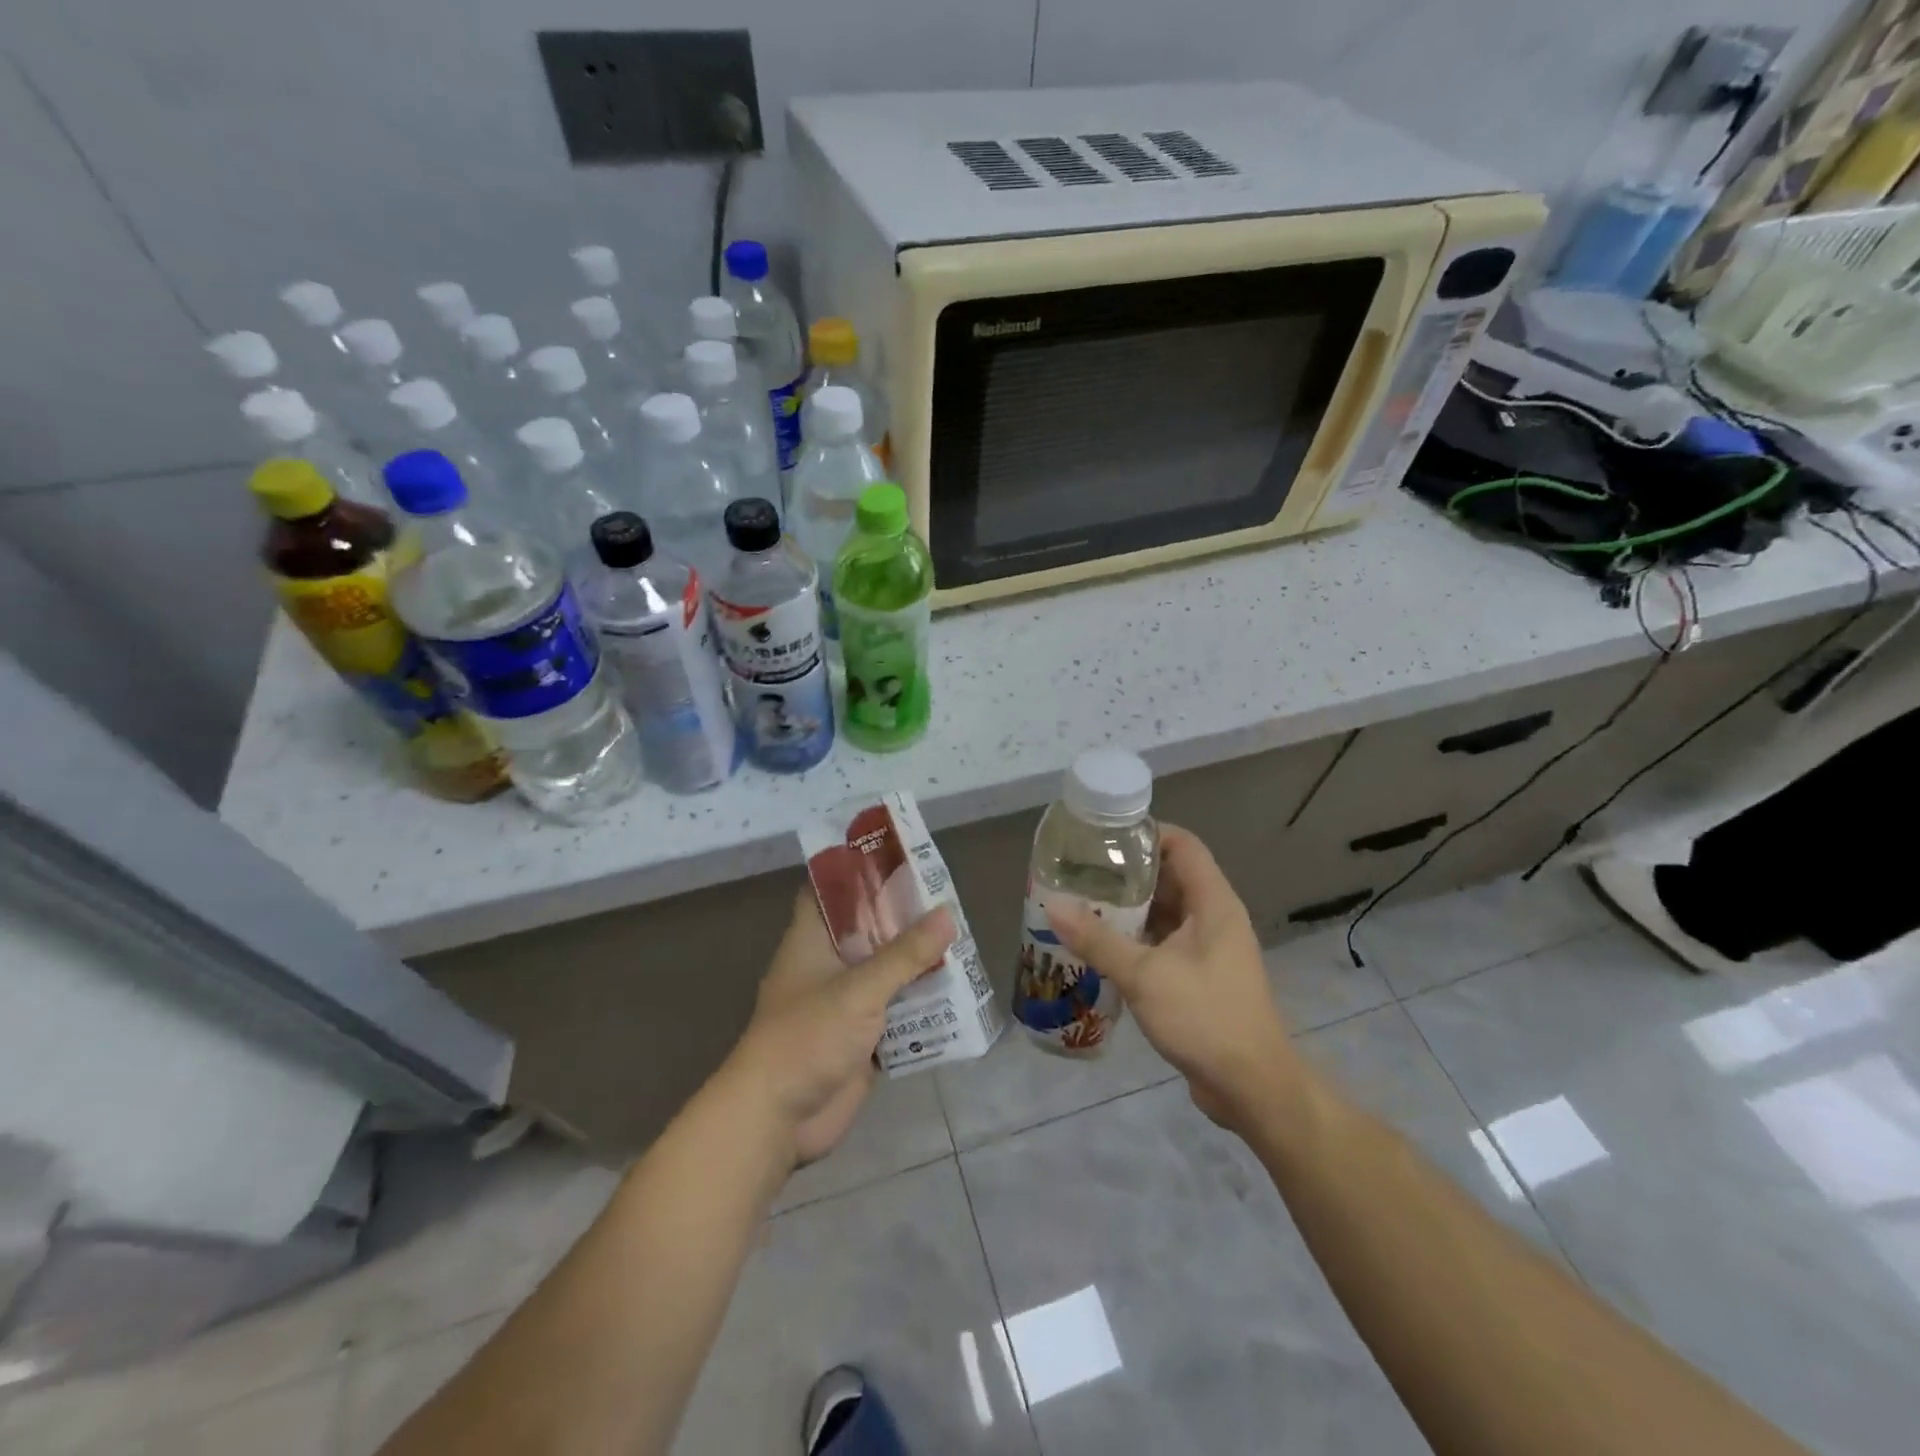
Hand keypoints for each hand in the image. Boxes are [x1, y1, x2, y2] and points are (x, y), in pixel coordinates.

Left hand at [726, 890, 954, 1166]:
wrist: (777, 1119)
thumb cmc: (807, 1037)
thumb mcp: (859, 989)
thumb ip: (904, 954)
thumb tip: (947, 914)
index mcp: (812, 940)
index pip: (830, 890)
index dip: (859, 871)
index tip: (899, 856)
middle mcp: (828, 965)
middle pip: (868, 930)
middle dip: (903, 918)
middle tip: (948, 899)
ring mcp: (844, 1003)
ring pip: (885, 971)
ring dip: (916, 962)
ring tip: (960, 940)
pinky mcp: (860, 1038)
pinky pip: (895, 1011)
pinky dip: (920, 1003)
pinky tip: (955, 992)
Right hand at [1048, 824, 1297, 1129]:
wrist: (1252, 1088)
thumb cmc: (1205, 1017)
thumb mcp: (1145, 975)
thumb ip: (1097, 939)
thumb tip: (1052, 905)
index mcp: (1213, 903)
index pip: (1183, 846)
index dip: (1146, 833)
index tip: (1103, 836)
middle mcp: (1213, 918)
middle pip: (1169, 877)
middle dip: (1126, 873)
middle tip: (1080, 872)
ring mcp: (1208, 950)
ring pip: (1164, 914)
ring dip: (1128, 909)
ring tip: (1081, 905)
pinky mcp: (1199, 978)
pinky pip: (1164, 943)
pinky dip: (1135, 940)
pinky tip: (1099, 947)